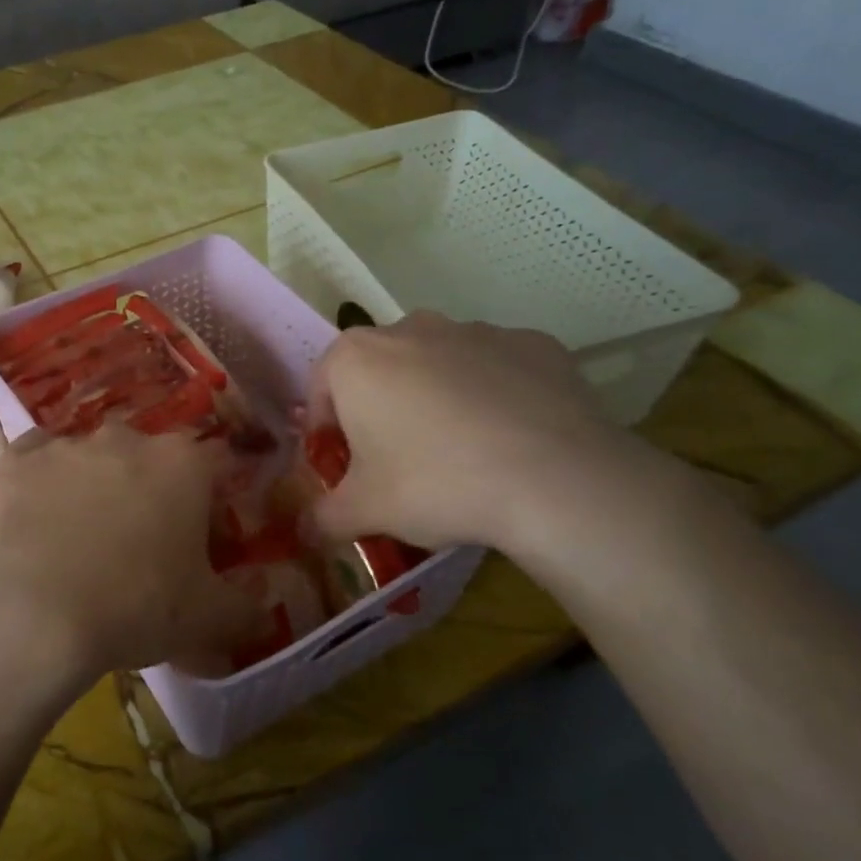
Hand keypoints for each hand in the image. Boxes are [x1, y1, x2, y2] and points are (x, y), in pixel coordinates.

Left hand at [0, 424, 260, 685]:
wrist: (32, 617)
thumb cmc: (135, 608)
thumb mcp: (209, 619)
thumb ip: (247, 606)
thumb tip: (264, 605)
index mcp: (183, 463)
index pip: (214, 464)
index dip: (212, 500)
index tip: (203, 536)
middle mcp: (126, 438)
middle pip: (150, 457)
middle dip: (151, 489)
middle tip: (141, 541)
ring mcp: (66, 444)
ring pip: (92, 456)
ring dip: (95, 484)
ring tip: (81, 537)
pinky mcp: (16, 460)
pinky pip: (36, 459)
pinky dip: (43, 480)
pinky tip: (37, 514)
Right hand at [304, 313, 644, 556]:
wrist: (555, 478)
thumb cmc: (435, 482)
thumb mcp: (365, 511)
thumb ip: (323, 518)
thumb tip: (306, 532)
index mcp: (357, 358)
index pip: (322, 387)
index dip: (325, 428)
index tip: (342, 464)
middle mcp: (411, 328)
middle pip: (380, 370)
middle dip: (381, 408)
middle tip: (397, 460)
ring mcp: (477, 330)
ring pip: (440, 364)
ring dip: (437, 397)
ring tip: (459, 451)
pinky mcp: (534, 344)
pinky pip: (497, 369)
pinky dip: (494, 395)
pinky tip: (509, 439)